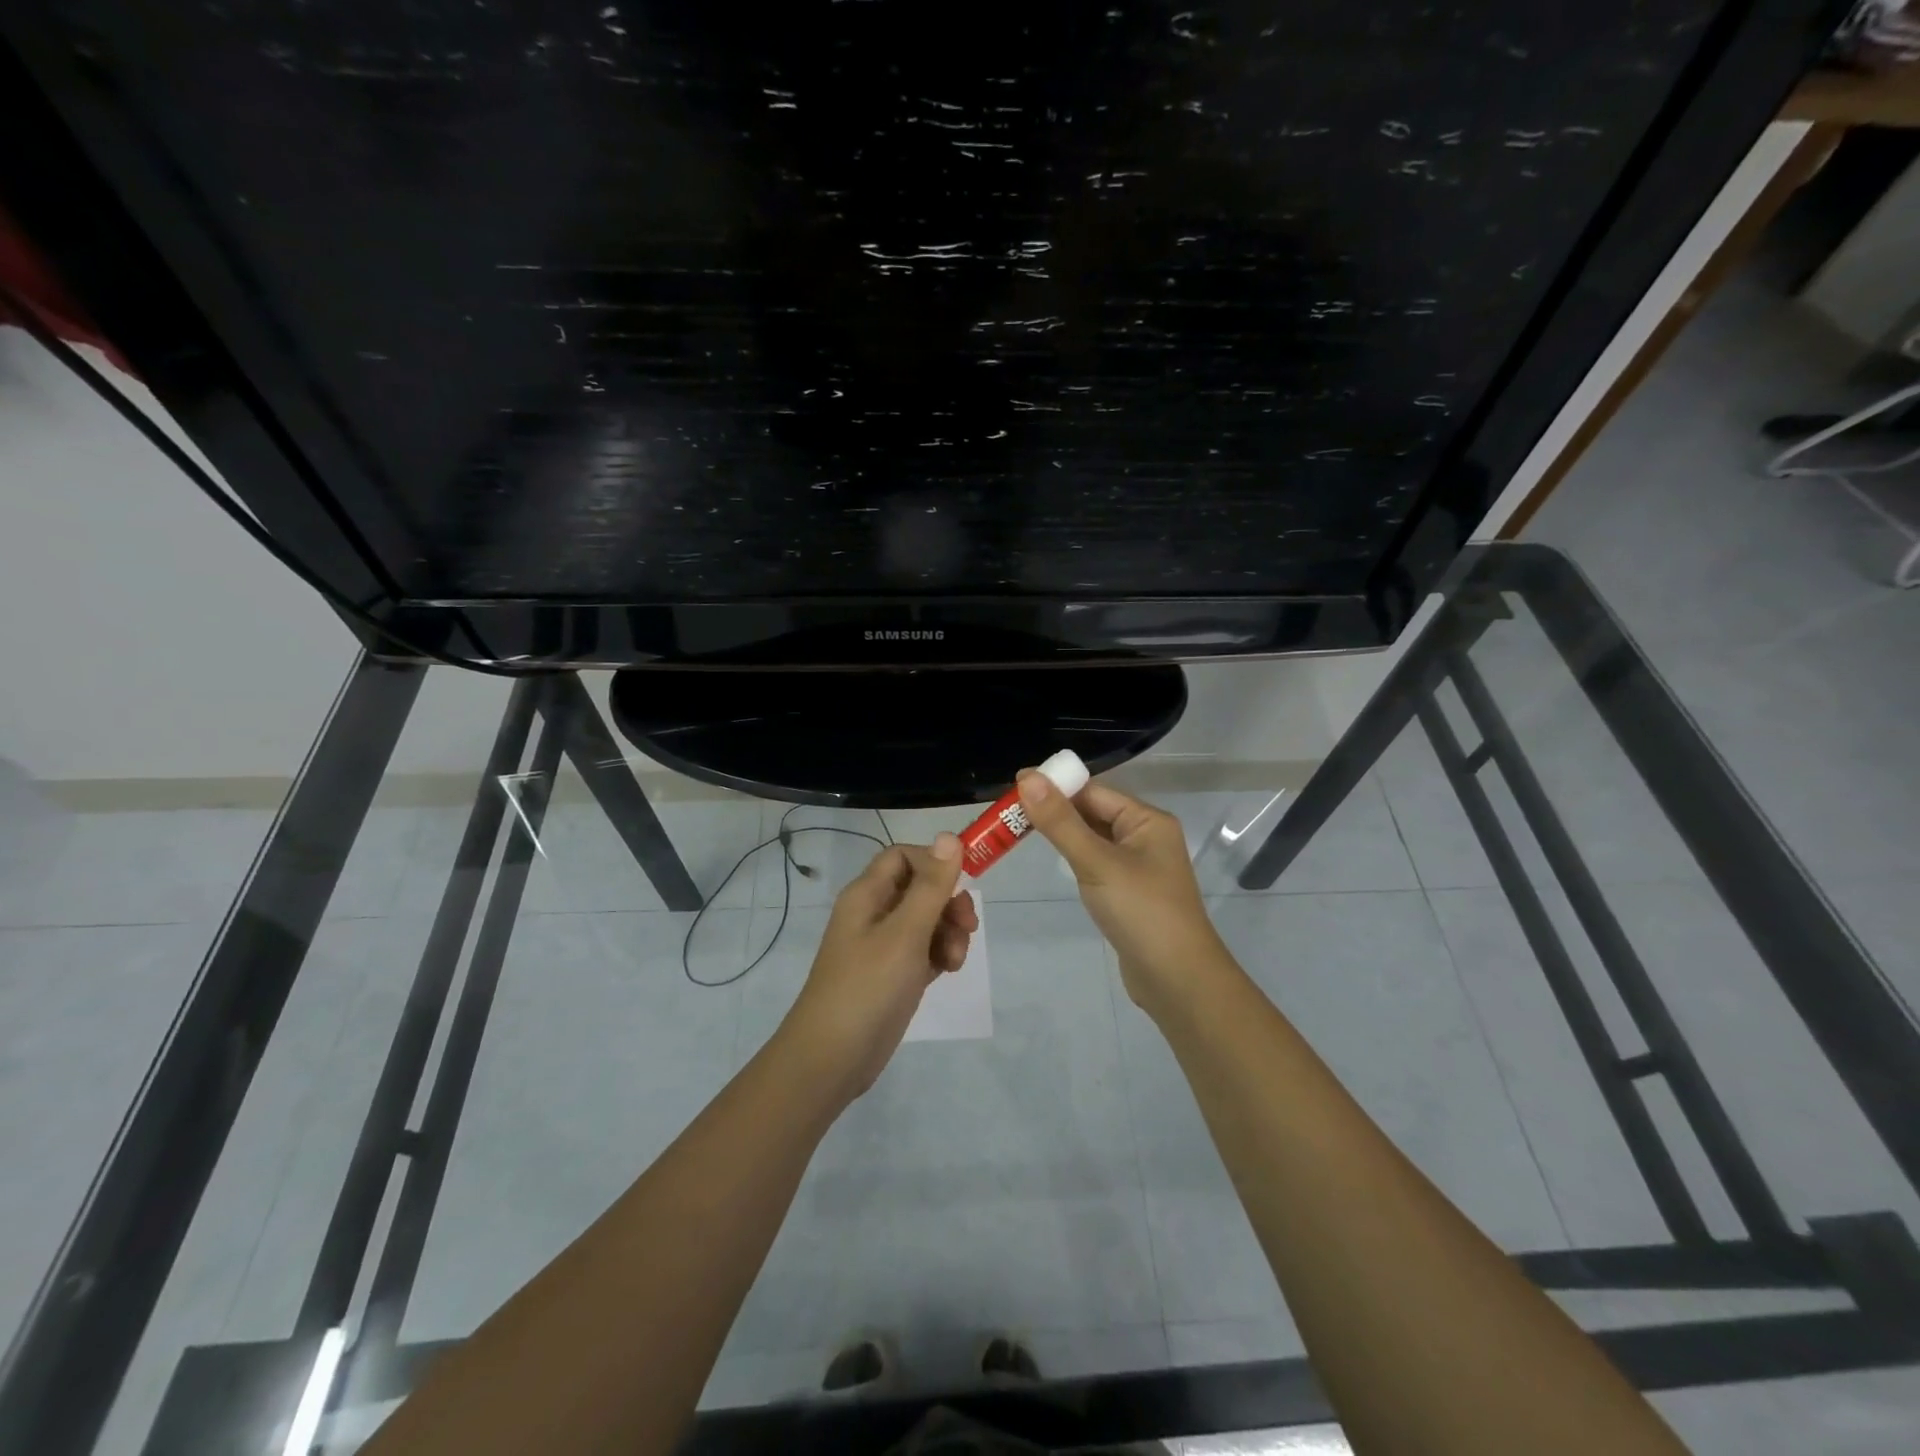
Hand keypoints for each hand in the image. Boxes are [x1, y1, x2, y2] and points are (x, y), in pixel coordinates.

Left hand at [777, 833, 977, 1100]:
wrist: (833, 1058)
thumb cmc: (868, 987)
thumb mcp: (905, 933)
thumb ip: (931, 886)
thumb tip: (949, 836)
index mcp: (867, 895)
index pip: (903, 856)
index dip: (935, 862)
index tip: (962, 882)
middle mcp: (874, 913)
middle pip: (920, 887)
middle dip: (949, 902)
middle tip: (968, 925)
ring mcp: (883, 945)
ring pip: (927, 920)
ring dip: (949, 932)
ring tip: (955, 960)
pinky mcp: (894, 974)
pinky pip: (925, 949)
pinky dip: (940, 954)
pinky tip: (948, 972)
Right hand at [1016, 772, 1232, 1019]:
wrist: (1177, 981)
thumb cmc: (1141, 912)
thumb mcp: (1096, 862)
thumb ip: (1060, 821)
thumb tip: (1027, 777)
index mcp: (1147, 821)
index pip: (1094, 791)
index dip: (1055, 787)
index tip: (1013, 789)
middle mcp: (1146, 837)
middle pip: (1094, 812)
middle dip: (1055, 811)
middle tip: (1008, 813)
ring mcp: (1139, 867)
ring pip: (1093, 839)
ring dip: (1063, 835)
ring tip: (1020, 832)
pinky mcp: (1130, 893)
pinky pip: (1097, 863)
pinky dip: (1075, 859)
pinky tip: (1055, 863)